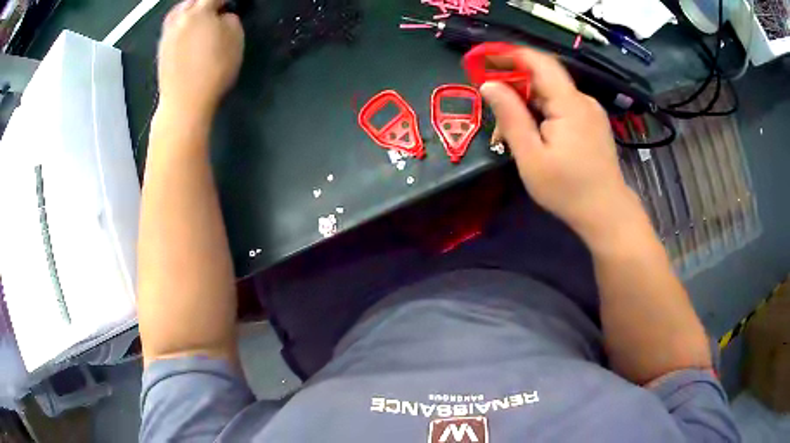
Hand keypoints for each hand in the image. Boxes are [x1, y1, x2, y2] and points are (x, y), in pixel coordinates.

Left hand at [157, 0, 243, 118]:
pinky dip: (179, 23)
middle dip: (205, 2)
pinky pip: (171, 27)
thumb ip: (231, 20)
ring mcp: (168, 35)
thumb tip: (224, 16)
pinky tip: (186, 30)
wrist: (185, 102)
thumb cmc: (214, 70)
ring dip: (189, 10)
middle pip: (192, 1)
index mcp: (200, 12)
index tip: (230, 4)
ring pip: (177, 12)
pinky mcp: (161, 50)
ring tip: (198, 16)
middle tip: (216, 8)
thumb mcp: (236, 40)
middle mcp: (180, 19)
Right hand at [480, 47, 640, 243]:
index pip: (538, 61)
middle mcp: (582, 100)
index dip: (508, 54)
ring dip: (527, 103)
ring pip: (551, 94)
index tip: (481, 60)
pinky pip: (562, 107)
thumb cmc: (568, 190)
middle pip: (543, 78)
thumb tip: (489, 85)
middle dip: (514, 86)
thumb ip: (510, 117)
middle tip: (492, 108)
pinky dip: (542, 113)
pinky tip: (534, 135)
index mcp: (569, 103)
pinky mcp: (592, 123)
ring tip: (510, 131)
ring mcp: (590, 111)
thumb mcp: (531, 157)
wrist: (606, 213)